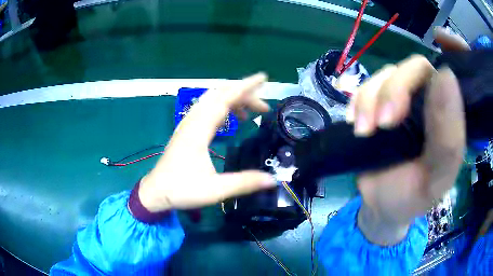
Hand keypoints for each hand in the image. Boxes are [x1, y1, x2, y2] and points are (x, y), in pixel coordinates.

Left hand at [138, 73, 276, 211]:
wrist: (156, 192)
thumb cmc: (181, 190)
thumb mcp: (215, 189)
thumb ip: (244, 183)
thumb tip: (272, 180)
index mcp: (199, 129)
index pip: (224, 98)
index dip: (245, 87)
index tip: (263, 79)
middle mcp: (193, 121)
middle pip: (219, 94)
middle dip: (244, 94)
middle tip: (263, 106)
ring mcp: (188, 124)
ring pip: (212, 100)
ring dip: (233, 100)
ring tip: (251, 113)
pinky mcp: (187, 130)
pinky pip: (207, 109)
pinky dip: (223, 108)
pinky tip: (232, 120)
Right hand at [346, 28, 468, 244]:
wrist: (381, 207)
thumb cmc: (413, 197)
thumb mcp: (436, 179)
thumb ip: (448, 138)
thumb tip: (446, 76)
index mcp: (451, 116)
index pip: (458, 71)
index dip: (454, 46)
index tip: (441, 37)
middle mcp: (431, 100)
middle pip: (415, 68)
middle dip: (396, 89)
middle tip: (383, 123)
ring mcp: (404, 100)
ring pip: (387, 75)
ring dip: (371, 99)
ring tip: (364, 131)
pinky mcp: (380, 105)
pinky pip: (366, 86)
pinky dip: (358, 100)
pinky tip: (355, 122)